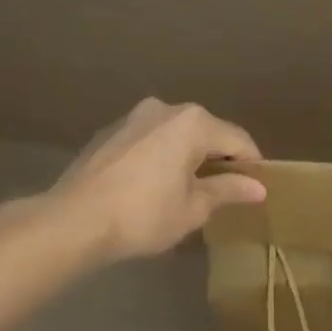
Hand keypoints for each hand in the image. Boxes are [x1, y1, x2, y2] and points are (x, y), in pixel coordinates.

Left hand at [43, 99, 266, 263]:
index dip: (251, 164)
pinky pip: (148, 140)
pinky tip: (152, 185)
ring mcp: (133, 117)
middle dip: (217, 159)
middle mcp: (165, 109)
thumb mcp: (193, 208)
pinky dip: (159, 156)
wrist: (73, 221)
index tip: (256, 188)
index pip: (237, 140)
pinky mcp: (109, 132)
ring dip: (186, 156)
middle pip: (205, 132)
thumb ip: (228, 190)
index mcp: (193, 123)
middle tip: (223, 191)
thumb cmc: (143, 214)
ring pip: (174, 134)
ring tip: (187, 189)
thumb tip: (258, 187)